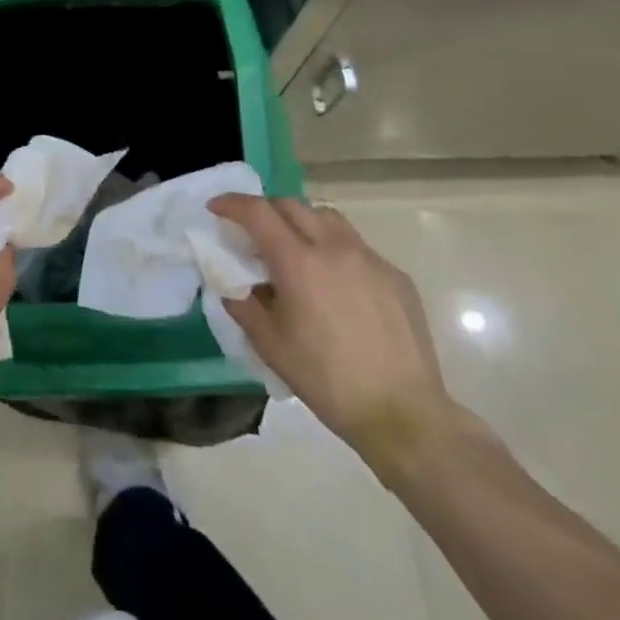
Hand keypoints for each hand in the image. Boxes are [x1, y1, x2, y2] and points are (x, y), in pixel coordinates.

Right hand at [211, 195, 455, 482]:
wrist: (404, 415)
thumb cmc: (327, 380)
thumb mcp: (270, 345)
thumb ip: (243, 305)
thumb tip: (233, 284)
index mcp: (298, 261)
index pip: (257, 212)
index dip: (231, 204)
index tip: (215, 208)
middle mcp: (333, 247)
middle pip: (291, 205)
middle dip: (265, 210)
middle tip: (253, 231)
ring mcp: (369, 258)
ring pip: (327, 217)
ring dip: (302, 222)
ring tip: (296, 248)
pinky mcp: (395, 276)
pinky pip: (356, 246)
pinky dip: (335, 249)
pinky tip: (336, 283)